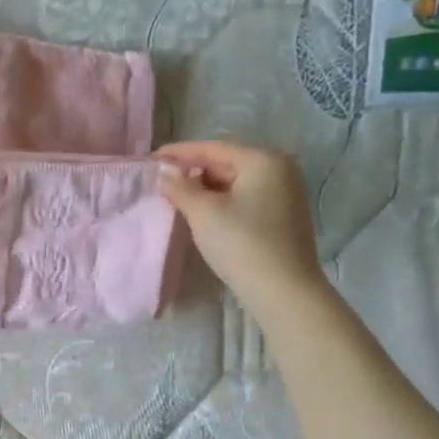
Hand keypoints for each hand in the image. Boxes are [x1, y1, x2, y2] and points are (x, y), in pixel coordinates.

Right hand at [156, 141, 323, 295]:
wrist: (283, 290)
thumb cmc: (241, 242)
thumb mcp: (203, 212)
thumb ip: (180, 187)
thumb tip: (165, 173)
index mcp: (263, 160)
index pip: (213, 148)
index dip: (180, 152)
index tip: (152, 158)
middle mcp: (280, 170)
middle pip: (227, 162)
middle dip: (194, 171)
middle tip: (164, 180)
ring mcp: (286, 195)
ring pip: (237, 183)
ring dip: (207, 188)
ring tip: (179, 198)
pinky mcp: (284, 218)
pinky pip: (246, 199)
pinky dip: (223, 202)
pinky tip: (205, 214)